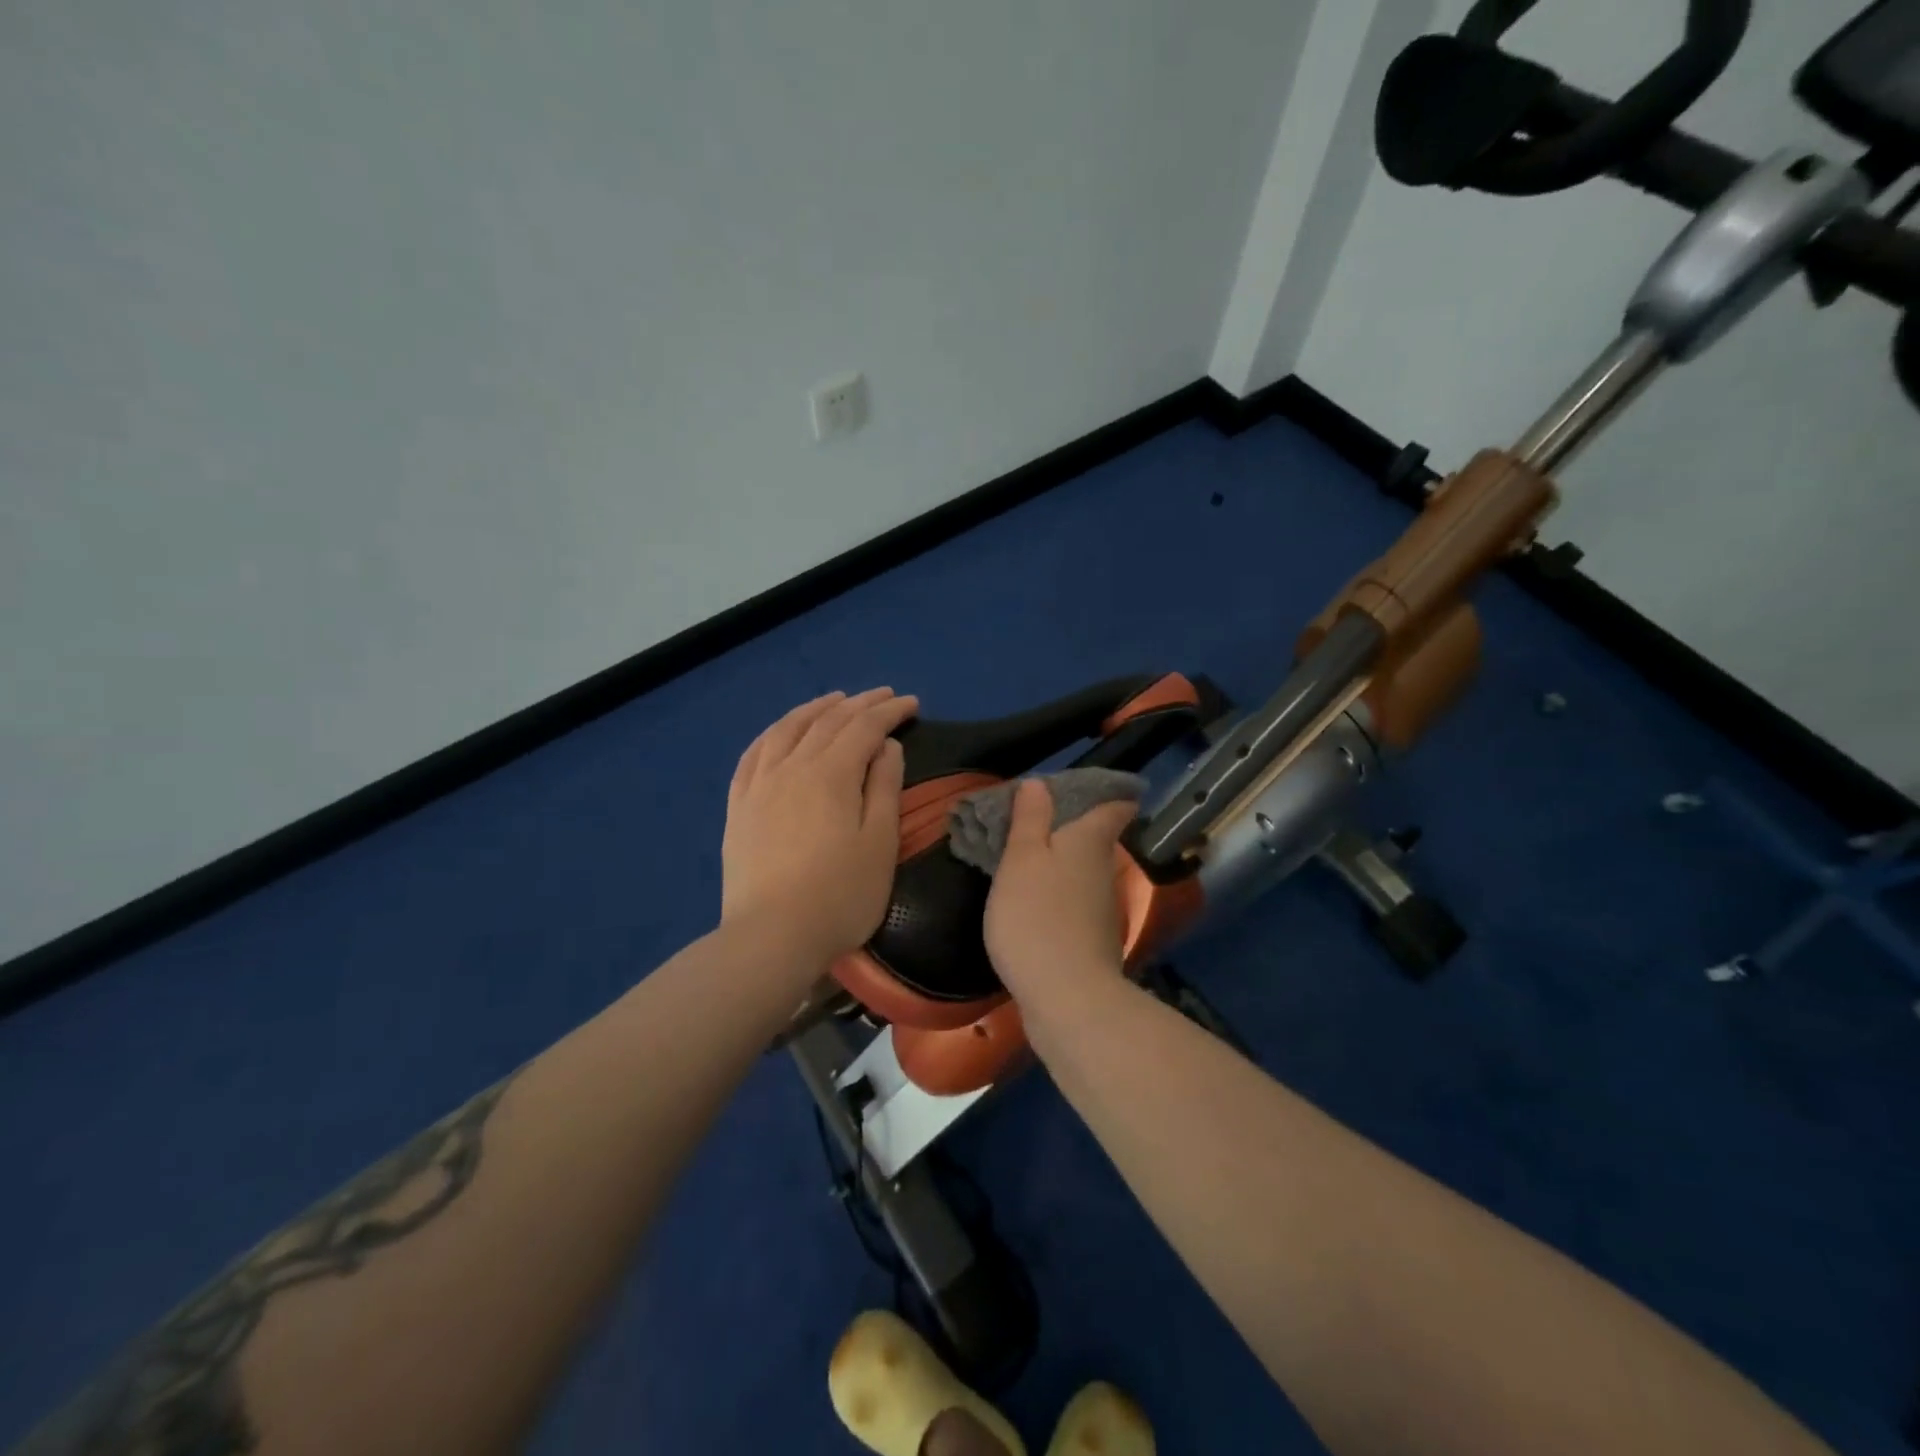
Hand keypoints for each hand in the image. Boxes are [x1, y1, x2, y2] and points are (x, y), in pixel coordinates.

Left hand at [721, 687, 918, 965]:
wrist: (771, 937)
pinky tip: (781, 732)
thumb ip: (884, 788)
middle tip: (883, 696)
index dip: (890, 712)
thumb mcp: (879, 843)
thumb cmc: (840, 895)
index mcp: (832, 774)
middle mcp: (792, 766)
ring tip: (834, 700)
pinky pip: (753, 754)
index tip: (911, 704)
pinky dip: (774, 733)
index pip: (864, 728)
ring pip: (787, 729)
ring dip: (815, 709)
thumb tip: (886, 747)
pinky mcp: (738, 806)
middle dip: (859, 704)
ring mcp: (759, 784)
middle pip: (828, 722)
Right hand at [983, 779, 1139, 1000]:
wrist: (1067, 998)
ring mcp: (1102, 908)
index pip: (1115, 807)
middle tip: (1035, 821)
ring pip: (1084, 873)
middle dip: (1073, 828)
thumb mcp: (1022, 859)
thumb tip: (1040, 783)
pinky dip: (1058, 896)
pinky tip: (1033, 904)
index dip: (1110, 794)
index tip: (1093, 788)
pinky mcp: (1093, 941)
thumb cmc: (1037, 916)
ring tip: (1026, 859)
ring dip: (1062, 864)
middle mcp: (1104, 869)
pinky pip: (1075, 903)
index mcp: (1090, 841)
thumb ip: (1030, 820)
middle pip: (1097, 840)